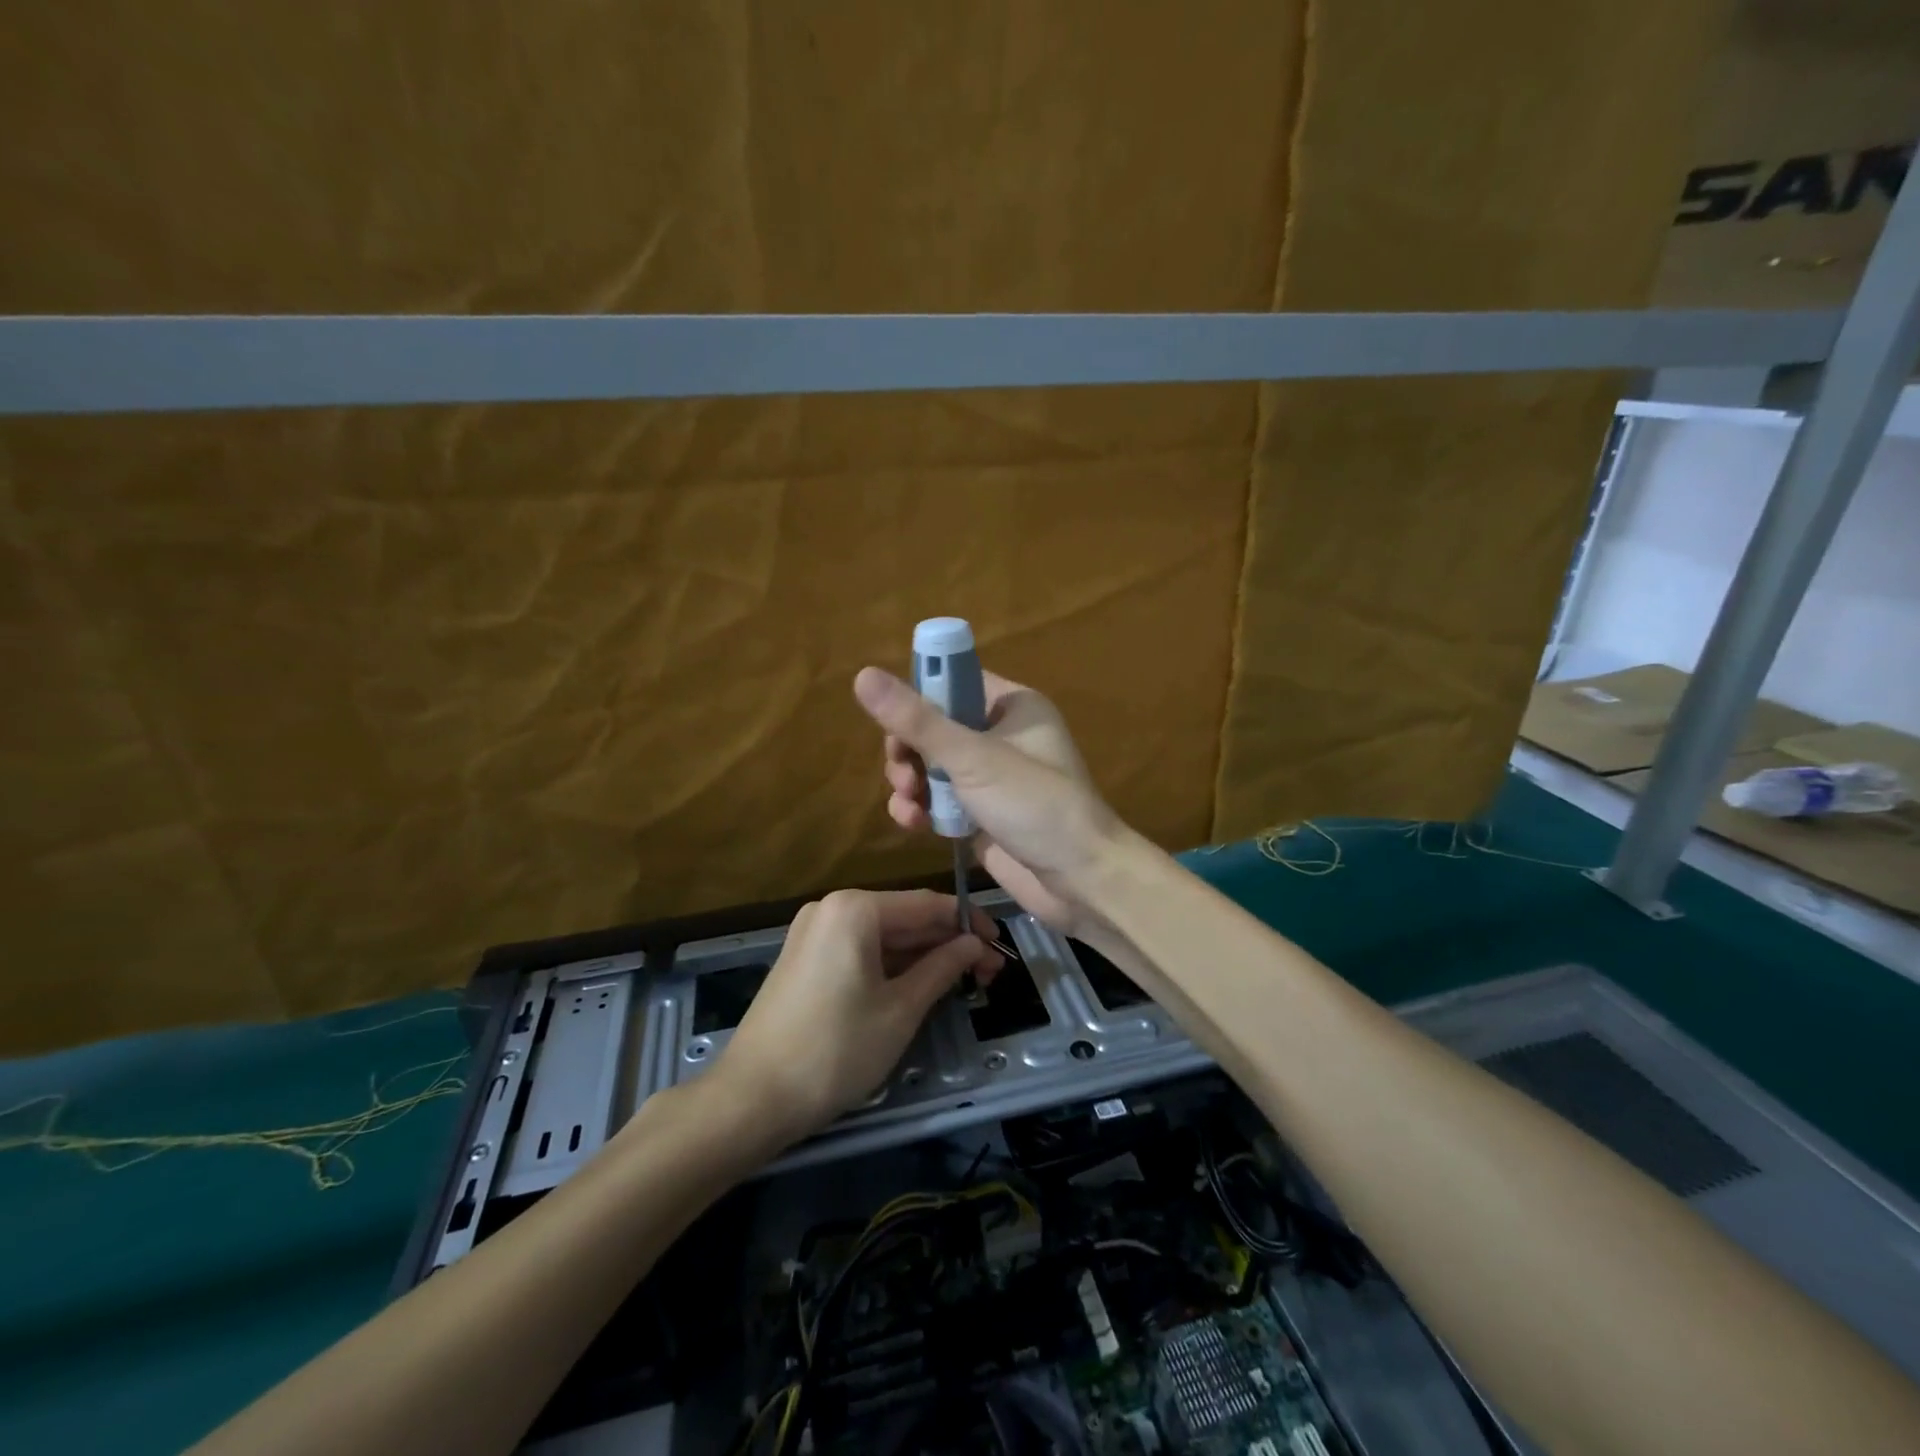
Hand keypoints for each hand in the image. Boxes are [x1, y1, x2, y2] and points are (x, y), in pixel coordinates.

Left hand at [710, 889, 1000, 1146]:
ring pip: (884, 936)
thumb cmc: (835, 1049)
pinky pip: (861, 950)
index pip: (927, 905)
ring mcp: (815, 932)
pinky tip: (922, 982)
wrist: (752, 1098)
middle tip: (990, 971)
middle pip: (905, 918)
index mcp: (855, 908)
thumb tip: (975, 945)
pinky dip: (894, 965)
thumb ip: (943, 968)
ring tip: (966, 980)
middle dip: (948, 942)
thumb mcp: (901, 1009)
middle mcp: (833, 908)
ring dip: (924, 955)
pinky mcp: (806, 958)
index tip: (1001, 944)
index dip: (968, 922)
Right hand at [853, 666, 1125, 938]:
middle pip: (936, 727)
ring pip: (932, 766)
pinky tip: (912, 824)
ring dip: (911, 782)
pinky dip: (922, 808)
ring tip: (909, 803)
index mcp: (1012, 706)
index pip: (954, 683)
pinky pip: (940, 800)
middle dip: (909, 750)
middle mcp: (1002, 735)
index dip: (919, 696)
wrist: (1080, 880)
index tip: (893, 721)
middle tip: (902, 773)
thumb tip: (862, 674)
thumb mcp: (971, 757)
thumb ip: (916, 721)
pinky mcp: (982, 814)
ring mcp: (992, 778)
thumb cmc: (1034, 804)